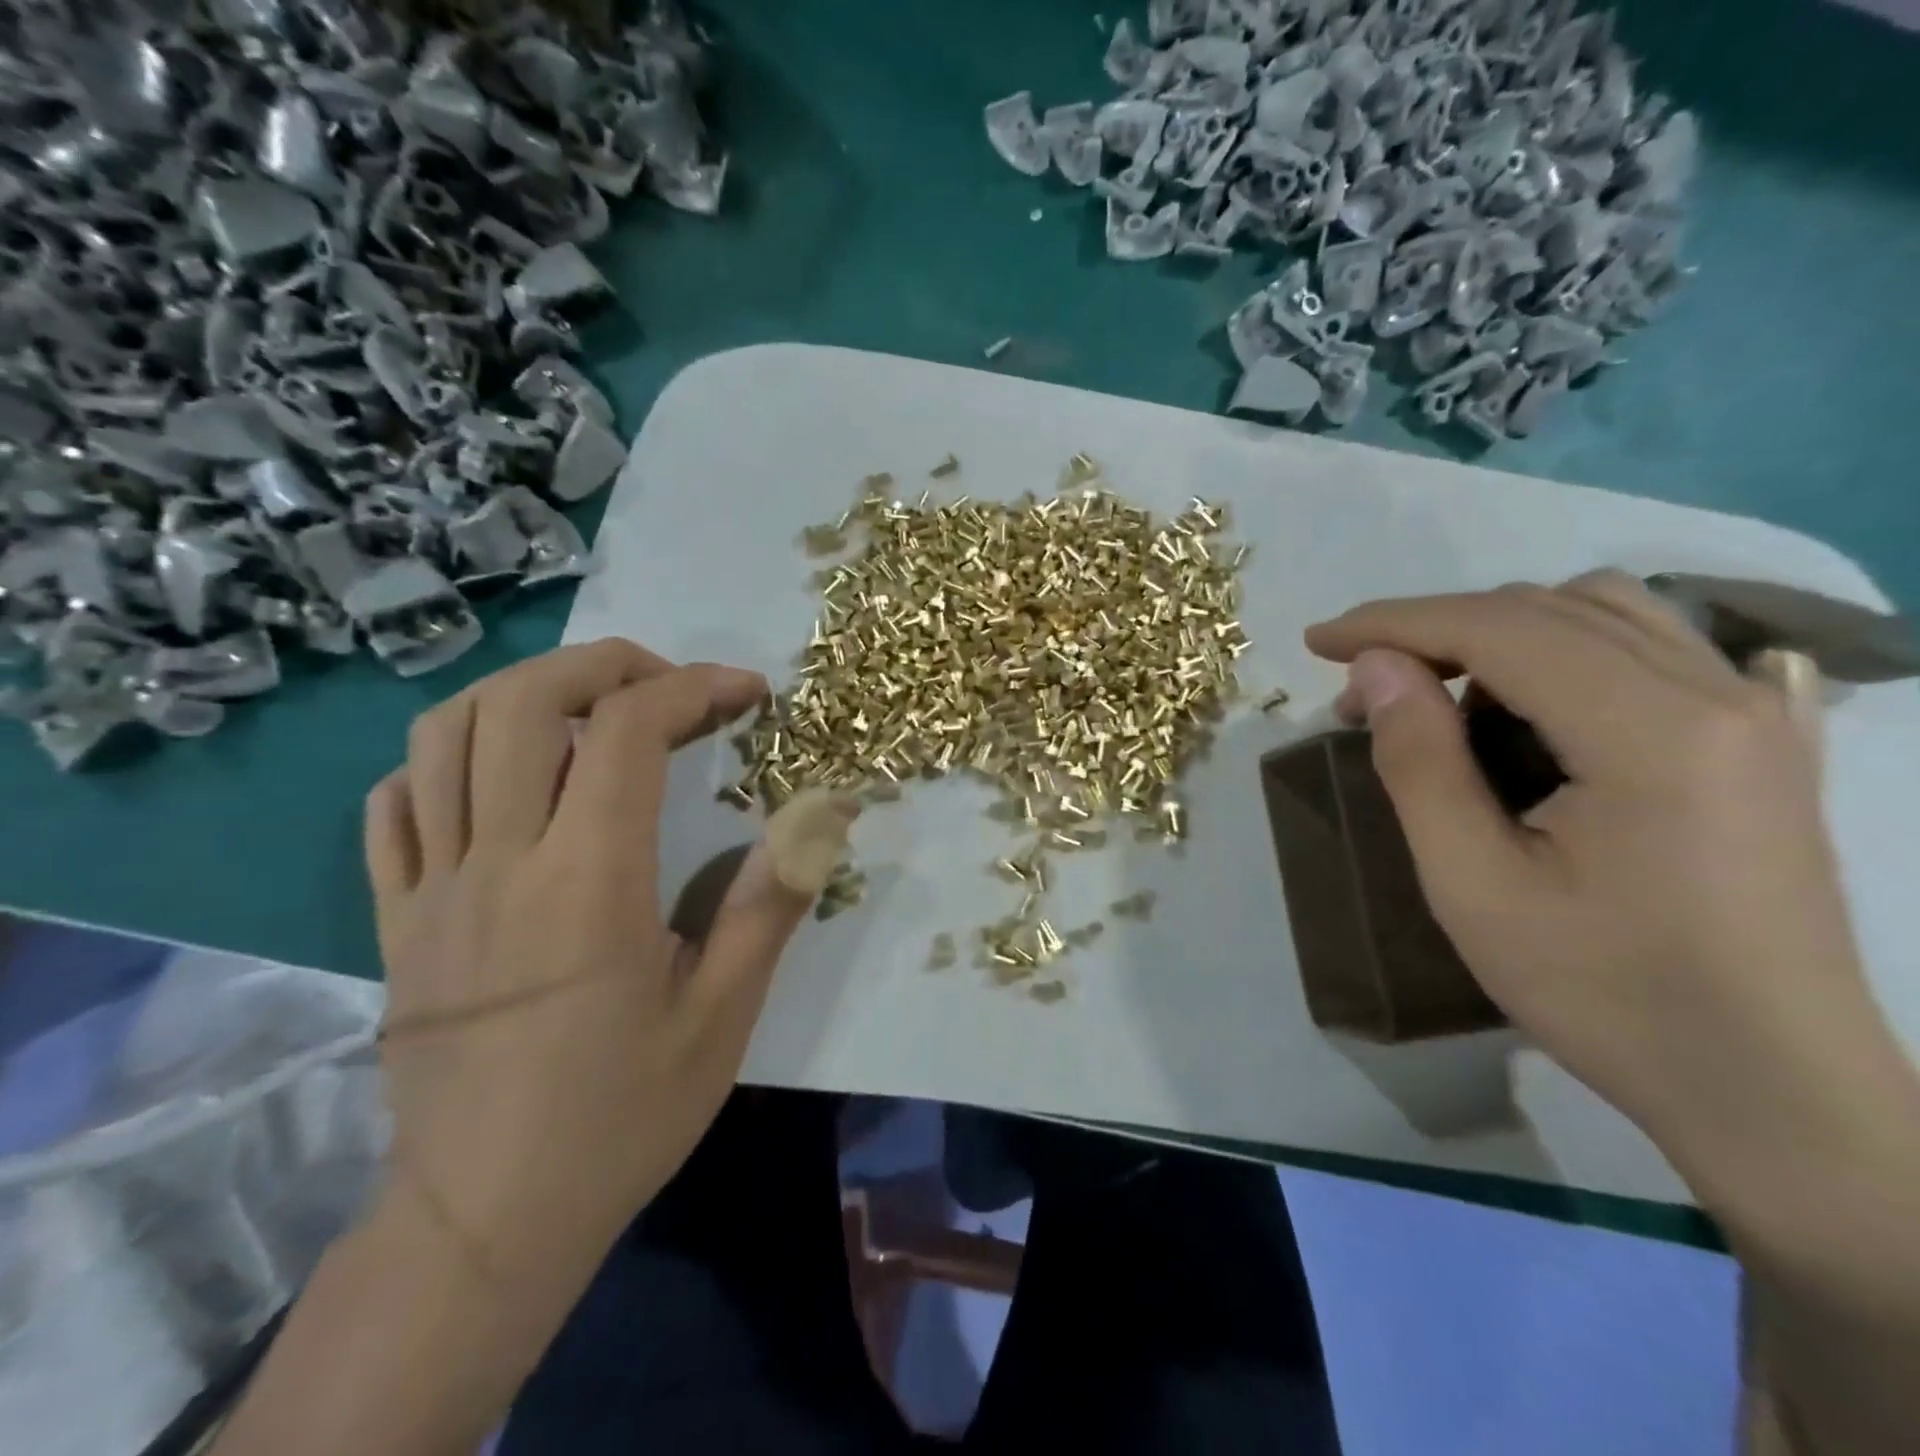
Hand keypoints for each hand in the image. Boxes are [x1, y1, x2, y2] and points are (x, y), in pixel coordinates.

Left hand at [362, 640, 814, 1305]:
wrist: (484, 1220)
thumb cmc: (619, 1115)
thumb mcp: (722, 1015)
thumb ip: (771, 902)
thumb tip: (829, 812)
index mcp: (588, 881)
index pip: (626, 730)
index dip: (693, 687)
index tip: (746, 694)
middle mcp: (499, 862)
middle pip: (521, 702)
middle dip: (604, 664)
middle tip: (668, 685)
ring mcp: (431, 887)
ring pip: (442, 735)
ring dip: (524, 692)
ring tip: (589, 710)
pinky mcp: (392, 918)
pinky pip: (393, 805)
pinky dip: (445, 759)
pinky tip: (501, 777)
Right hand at [1304, 571, 1883, 1172]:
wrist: (1773, 1090)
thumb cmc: (1607, 994)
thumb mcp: (1472, 885)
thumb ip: (1419, 762)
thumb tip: (1375, 667)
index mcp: (1652, 731)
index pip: (1499, 627)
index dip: (1394, 623)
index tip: (1317, 642)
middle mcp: (1718, 694)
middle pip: (1549, 609)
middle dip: (1437, 632)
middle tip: (1365, 694)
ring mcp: (1757, 714)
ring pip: (1606, 614)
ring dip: (1501, 634)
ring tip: (1442, 696)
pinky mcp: (1767, 742)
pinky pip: (1657, 650)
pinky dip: (1570, 650)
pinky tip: (1538, 699)